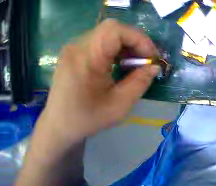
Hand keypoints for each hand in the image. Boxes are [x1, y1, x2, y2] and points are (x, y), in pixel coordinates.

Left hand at [41, 19, 160, 144]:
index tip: (153, 57)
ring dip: (128, 47)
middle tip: (148, 61)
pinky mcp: (76, 54)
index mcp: (86, 58)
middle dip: (136, 43)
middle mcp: (78, 47)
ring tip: (139, 65)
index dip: (139, 39)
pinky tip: (124, 65)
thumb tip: (155, 68)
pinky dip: (119, 51)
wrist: (61, 125)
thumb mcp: (122, 103)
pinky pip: (101, 43)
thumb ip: (140, 82)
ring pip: (108, 35)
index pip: (114, 31)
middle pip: (112, 30)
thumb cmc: (90, 116)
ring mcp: (75, 49)